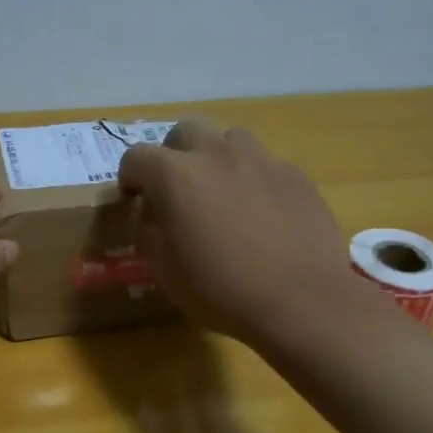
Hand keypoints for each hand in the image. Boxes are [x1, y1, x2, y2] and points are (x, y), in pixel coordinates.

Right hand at [118, 119, 388, 349]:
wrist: (301, 301)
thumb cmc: (221, 291)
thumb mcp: (165, 271)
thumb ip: (152, 233)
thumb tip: (156, 216)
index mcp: (176, 175)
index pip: (137, 157)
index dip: (131, 177)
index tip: (135, 199)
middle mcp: (216, 155)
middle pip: (186, 131)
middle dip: (174, 154)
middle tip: (179, 189)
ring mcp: (261, 160)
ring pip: (230, 141)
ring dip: (218, 160)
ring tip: (223, 195)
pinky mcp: (295, 175)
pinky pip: (265, 165)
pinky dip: (254, 180)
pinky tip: (263, 214)